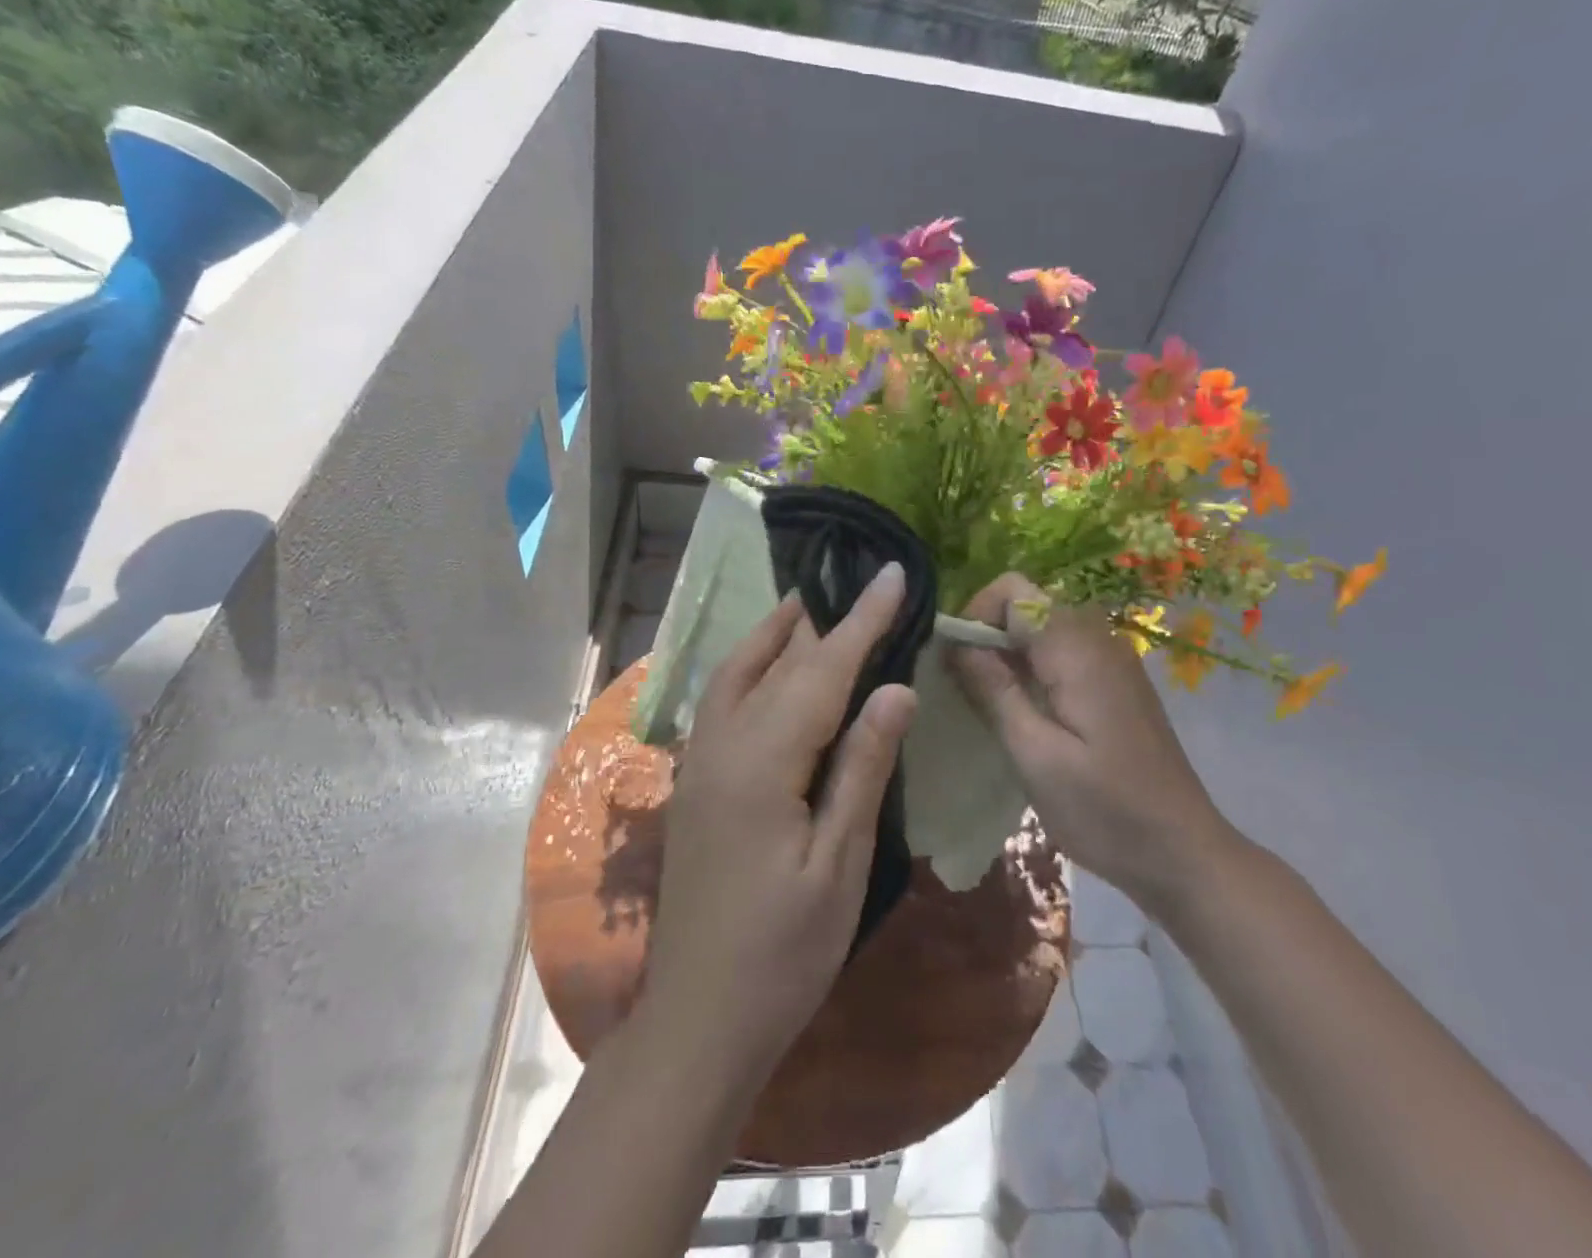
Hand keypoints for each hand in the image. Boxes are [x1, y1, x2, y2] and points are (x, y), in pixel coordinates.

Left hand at [641, 563, 917, 1089]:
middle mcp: (722, 746)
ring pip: (738, 673)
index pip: (823, 671)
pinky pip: (722, 700)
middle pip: (779, 663)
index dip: (862, 621)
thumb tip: (896, 688)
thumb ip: (863, 766)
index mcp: (763, 763)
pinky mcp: (695, 781)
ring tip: (810, 604)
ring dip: (775, 634)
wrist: (700, 1018)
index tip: (891, 573)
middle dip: (823, 620)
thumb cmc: (784, 951)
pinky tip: (768, 667)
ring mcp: (700, 762)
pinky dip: (749, 666)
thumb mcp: (840, 863)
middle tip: (859, 582)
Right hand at [946, 573, 1239, 900]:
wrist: (1183, 853)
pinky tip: (1027, 715)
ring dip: (1007, 654)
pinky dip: (1032, 668)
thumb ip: (994, 690)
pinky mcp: (1114, 681)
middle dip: (987, 635)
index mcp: (1076, 648)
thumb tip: (956, 642)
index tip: (957, 665)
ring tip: (991, 706)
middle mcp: (1097, 638)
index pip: (1012, 589)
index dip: (975, 615)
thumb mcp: (1035, 755)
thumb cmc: (1104, 810)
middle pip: (1026, 603)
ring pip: (1041, 627)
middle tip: (968, 690)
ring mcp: (1111, 658)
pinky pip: (1061, 651)